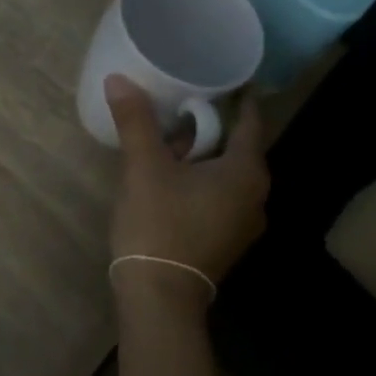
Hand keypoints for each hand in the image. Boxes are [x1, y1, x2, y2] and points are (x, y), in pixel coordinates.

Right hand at [105, 75, 271, 311]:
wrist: (159, 297)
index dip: (235, 96)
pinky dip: (200, 184)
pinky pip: (219, 199)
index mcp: (247, 172)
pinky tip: (169, 183)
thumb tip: (119, 78)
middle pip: (237, 148)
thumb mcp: (143, 168)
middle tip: (178, 109)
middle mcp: (256, 196)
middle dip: (209, 128)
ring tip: (166, 145)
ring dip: (201, 158)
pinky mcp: (226, 243)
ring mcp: (243, 224)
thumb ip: (136, 121)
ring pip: (226, 176)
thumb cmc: (159, 225)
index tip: (216, 77)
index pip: (250, 120)